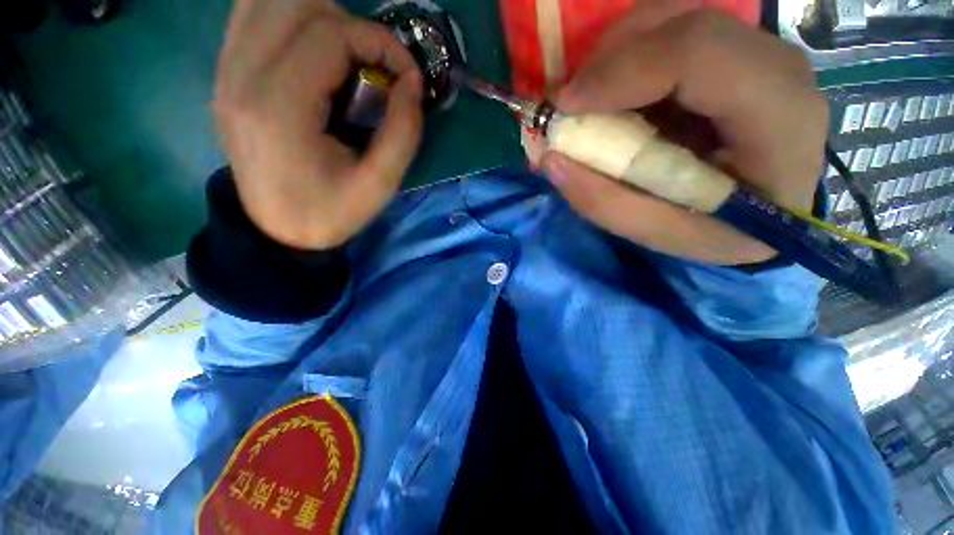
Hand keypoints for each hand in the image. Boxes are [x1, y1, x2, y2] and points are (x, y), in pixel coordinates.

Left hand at [213, 0, 422, 248]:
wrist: (277, 230)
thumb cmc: (331, 212)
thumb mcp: (380, 184)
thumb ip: (403, 132)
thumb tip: (413, 82)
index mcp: (280, 108)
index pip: (331, 33)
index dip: (380, 42)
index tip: (406, 74)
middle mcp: (241, 76)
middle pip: (298, 4)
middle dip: (352, 27)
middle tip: (375, 69)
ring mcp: (226, 72)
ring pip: (270, 0)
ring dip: (320, 18)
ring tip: (346, 60)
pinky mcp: (225, 76)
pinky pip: (251, 16)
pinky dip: (290, 20)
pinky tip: (313, 53)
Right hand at [541, 9, 827, 264]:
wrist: (770, 214)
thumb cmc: (723, 232)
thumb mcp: (660, 234)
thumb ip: (604, 203)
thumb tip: (550, 159)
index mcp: (779, 118)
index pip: (699, 54)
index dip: (622, 70)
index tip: (566, 108)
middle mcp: (778, 67)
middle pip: (683, 24)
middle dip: (609, 60)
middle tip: (570, 107)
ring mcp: (760, 50)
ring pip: (674, 17)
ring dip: (615, 56)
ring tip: (590, 104)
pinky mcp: (736, 50)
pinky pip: (673, 30)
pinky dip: (629, 57)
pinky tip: (616, 95)